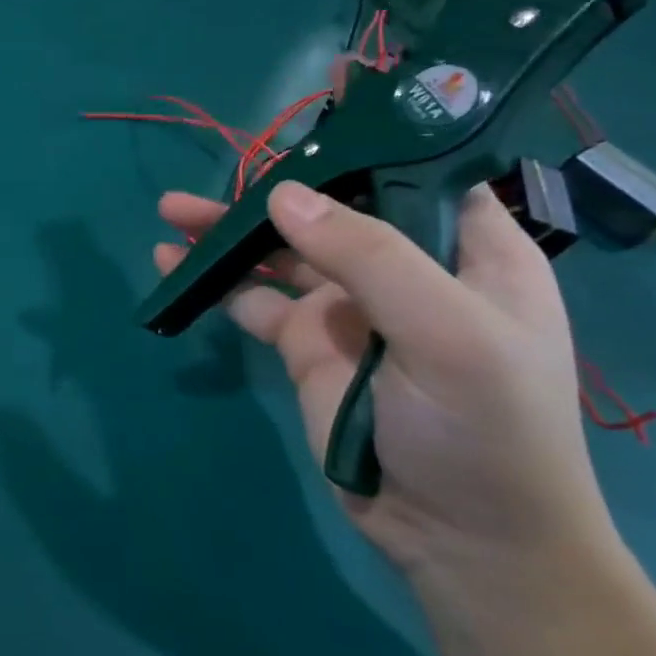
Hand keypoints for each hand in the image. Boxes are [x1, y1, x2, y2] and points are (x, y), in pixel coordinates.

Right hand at [155, 181, 617, 579]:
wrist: (461, 543)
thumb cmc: (484, 430)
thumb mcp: (445, 335)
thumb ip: (367, 256)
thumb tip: (281, 194)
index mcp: (468, 254)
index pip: (422, 174)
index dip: (375, 139)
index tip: (317, 113)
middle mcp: (407, 270)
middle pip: (333, 207)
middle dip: (276, 185)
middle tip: (218, 171)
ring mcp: (348, 307)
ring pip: (282, 249)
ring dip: (229, 230)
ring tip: (171, 210)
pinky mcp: (306, 343)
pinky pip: (252, 296)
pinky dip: (215, 278)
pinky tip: (173, 261)